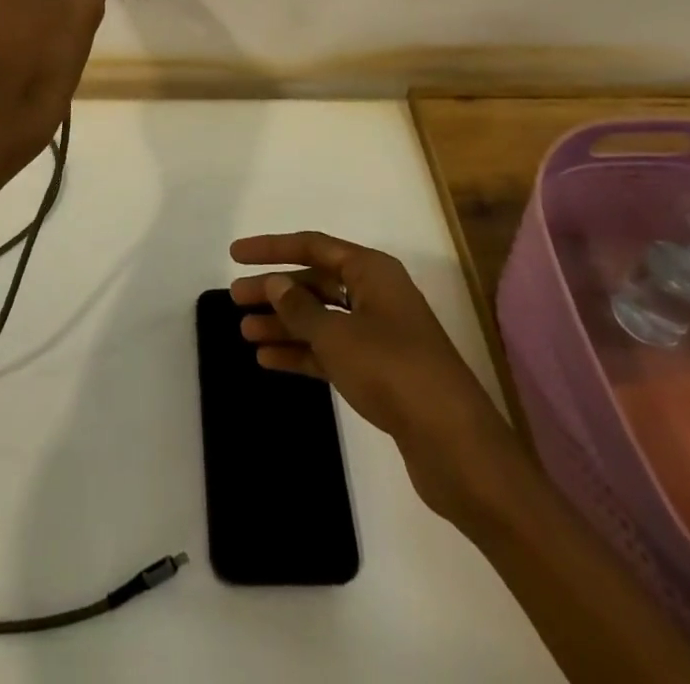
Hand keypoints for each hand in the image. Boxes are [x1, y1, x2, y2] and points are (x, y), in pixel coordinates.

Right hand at [230, 231, 518, 529]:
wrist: (454, 444)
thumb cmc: (392, 370)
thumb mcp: (337, 335)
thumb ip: (300, 308)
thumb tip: (276, 284)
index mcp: (371, 271)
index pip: (313, 246)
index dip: (272, 248)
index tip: (235, 254)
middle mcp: (375, 295)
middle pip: (315, 282)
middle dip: (275, 290)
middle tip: (235, 299)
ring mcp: (379, 334)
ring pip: (321, 319)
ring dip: (284, 324)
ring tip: (244, 333)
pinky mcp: (380, 372)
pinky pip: (331, 351)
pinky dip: (302, 353)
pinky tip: (269, 361)